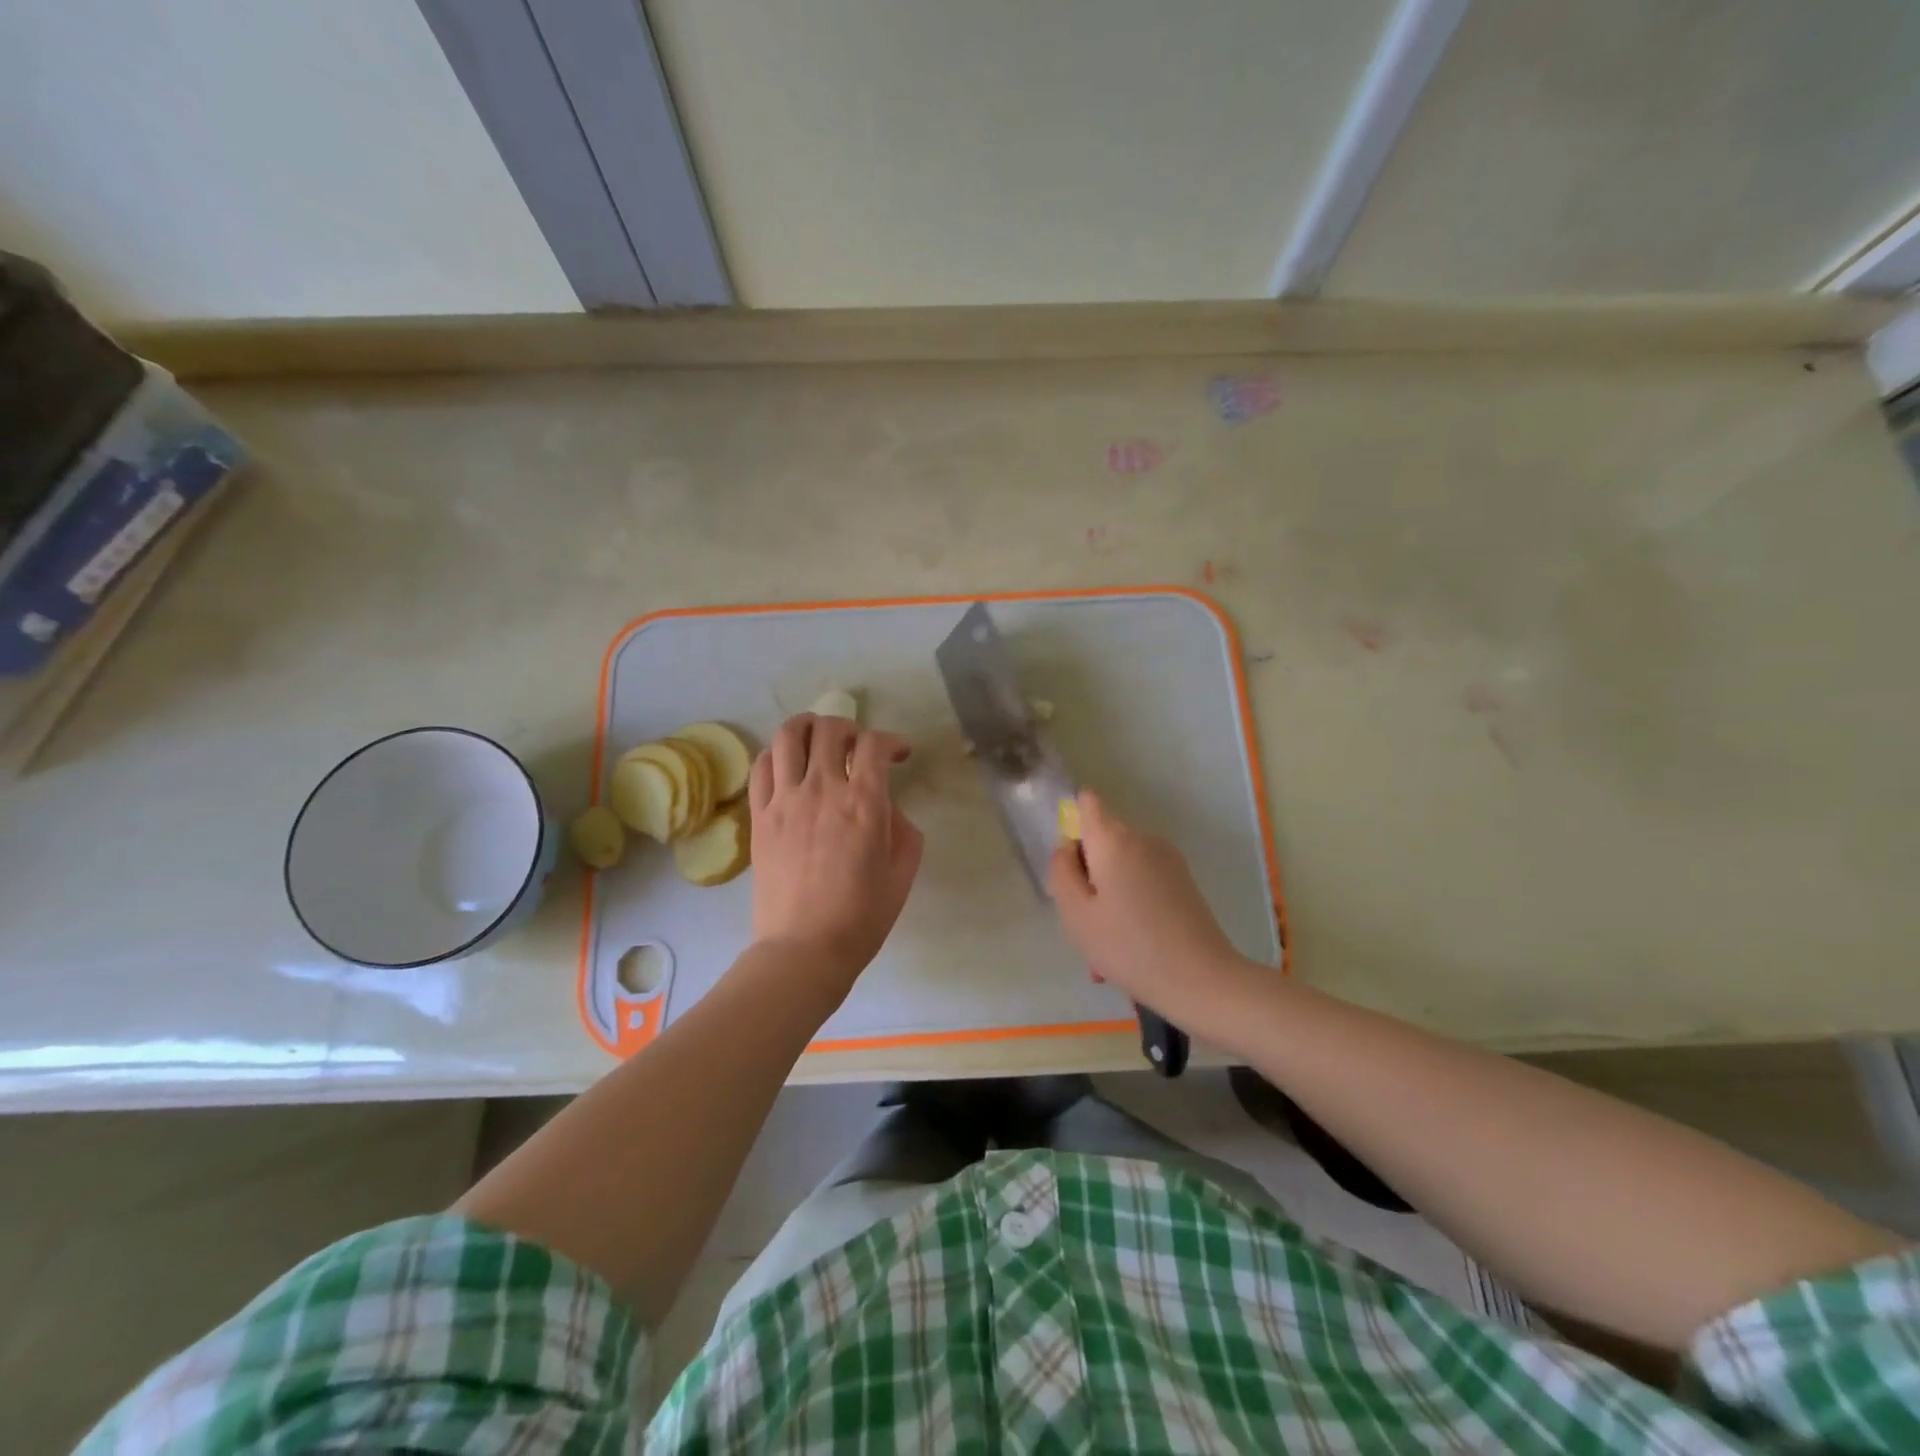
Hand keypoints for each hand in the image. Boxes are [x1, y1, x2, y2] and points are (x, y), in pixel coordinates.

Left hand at [747, 713, 922, 997]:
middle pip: (830, 729)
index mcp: (864, 803)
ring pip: (788, 735)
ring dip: (809, 728)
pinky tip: (788, 766)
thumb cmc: (861, 917)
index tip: (899, 754)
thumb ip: (903, 828)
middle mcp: (822, 789)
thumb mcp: (902, 872)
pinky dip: (776, 754)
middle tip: (858, 746)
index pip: (874, 745)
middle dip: (850, 728)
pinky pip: (761, 766)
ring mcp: (785, 800)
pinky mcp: (760, 816)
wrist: (804, 949)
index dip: (891, 740)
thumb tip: (888, 807)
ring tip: (818, 740)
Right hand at [1047, 790, 1253, 1029]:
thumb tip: (1067, 848)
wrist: (1202, 981)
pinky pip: (1143, 883)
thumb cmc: (1129, 947)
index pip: (1087, 803)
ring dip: (1107, 898)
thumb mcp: (1076, 914)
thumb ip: (1062, 871)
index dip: (1072, 824)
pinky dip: (1130, 906)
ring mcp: (1168, 860)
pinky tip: (1130, 950)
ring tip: (1105, 951)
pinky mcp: (1183, 882)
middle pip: (1102, 842)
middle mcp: (1143, 839)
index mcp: (1114, 840)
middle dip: (1087, 876)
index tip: (1069, 866)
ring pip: (1121, 868)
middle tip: (1083, 923)